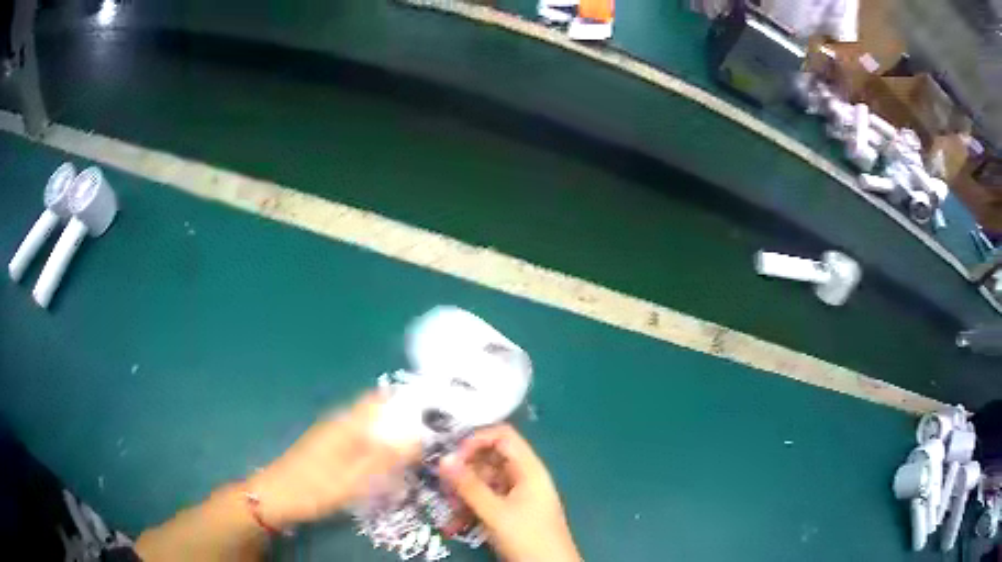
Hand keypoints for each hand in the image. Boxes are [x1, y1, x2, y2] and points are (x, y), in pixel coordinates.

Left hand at [247, 391, 420, 528]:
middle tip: (428, 446)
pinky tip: (385, 470)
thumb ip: (386, 457)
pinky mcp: (329, 449)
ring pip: (371, 429)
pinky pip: (361, 442)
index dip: (407, 401)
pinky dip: (377, 451)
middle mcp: (340, 422)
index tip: (433, 417)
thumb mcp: (354, 478)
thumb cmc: (315, 488)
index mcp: (347, 423)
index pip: (380, 398)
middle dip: (404, 425)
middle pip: (378, 413)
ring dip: (391, 440)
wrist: (275, 498)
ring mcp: (333, 435)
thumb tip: (419, 435)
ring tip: (412, 460)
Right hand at [440, 424, 580, 561]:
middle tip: (443, 486)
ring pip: (484, 483)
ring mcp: (517, 496)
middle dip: (464, 472)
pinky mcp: (510, 513)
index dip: (476, 440)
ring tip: (450, 510)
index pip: (502, 437)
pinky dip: (470, 510)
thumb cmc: (528, 537)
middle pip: (490, 460)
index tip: (452, 457)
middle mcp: (524, 478)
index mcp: (529, 469)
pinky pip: (486, 502)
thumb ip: (469, 486)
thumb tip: (444, 458)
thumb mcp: (495, 512)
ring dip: (463, 495)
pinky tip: (455, 526)